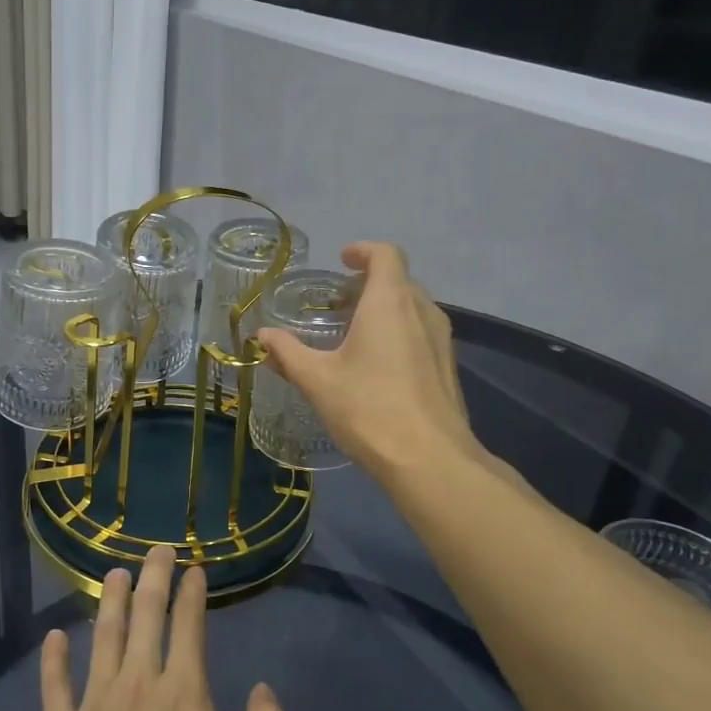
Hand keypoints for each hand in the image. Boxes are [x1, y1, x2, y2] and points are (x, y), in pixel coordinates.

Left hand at [31, 546, 288, 710]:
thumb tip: (267, 691)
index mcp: (182, 693)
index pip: (189, 625)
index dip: (192, 592)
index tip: (194, 569)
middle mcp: (137, 683)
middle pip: (145, 615)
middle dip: (153, 576)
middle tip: (157, 549)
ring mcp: (93, 704)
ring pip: (102, 636)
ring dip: (110, 601)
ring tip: (114, 574)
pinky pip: (54, 684)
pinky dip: (53, 657)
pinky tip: (54, 637)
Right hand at [256, 242, 479, 481]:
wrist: (430, 460)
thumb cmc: (368, 409)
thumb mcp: (317, 380)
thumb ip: (288, 353)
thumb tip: (262, 335)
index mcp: (390, 302)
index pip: (386, 255)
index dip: (363, 251)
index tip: (343, 260)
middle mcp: (422, 311)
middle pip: (399, 280)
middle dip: (369, 283)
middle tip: (339, 302)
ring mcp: (441, 340)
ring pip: (413, 308)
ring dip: (386, 308)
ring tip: (356, 333)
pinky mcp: (448, 367)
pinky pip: (423, 333)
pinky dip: (400, 333)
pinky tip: (379, 365)